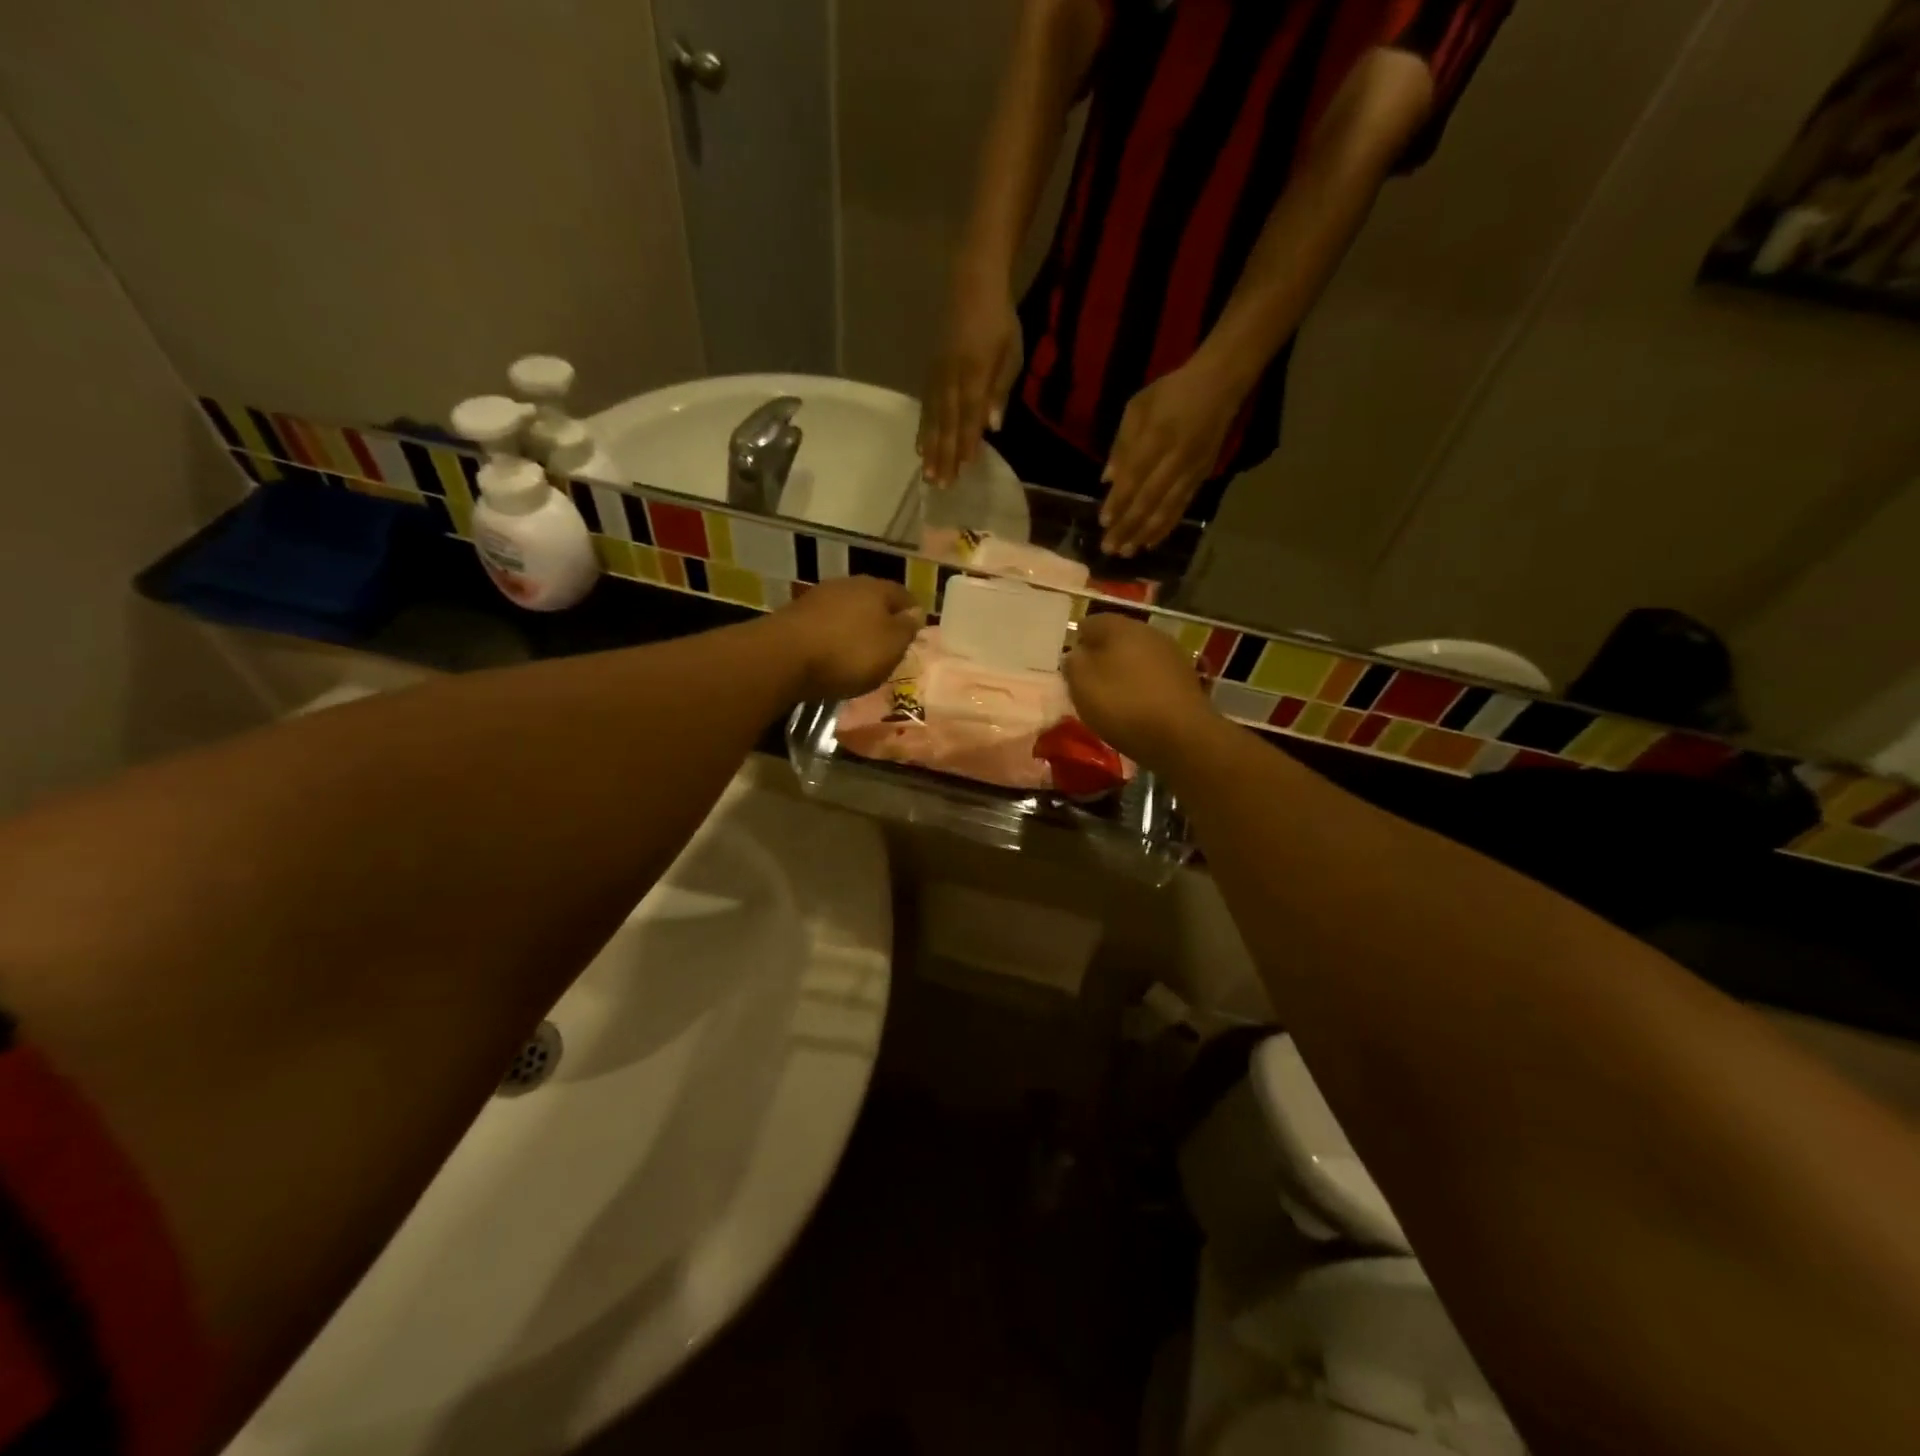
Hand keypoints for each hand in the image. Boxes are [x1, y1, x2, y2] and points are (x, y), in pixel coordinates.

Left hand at [772, 575, 922, 701]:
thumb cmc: (849, 652)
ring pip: (847, 610)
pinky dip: (833, 636)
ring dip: (855, 627)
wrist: (784, 657)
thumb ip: (906, 628)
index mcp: (876, 588)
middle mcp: (847, 584)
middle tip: (890, 643)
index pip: (903, 595)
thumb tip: (916, 613)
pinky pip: (825, 624)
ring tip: (861, 651)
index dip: (912, 612)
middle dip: (882, 618)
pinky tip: (833, 653)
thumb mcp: (891, 646)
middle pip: (873, 599)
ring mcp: (818, 597)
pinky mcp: (795, 615)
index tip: (916, 631)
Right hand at [917, 274, 1021, 486]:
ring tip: (927, 472)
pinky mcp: (931, 372)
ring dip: (931, 448)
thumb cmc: (999, 320)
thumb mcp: (1011, 353)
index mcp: (975, 375)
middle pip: (948, 423)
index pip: (970, 416)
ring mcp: (938, 376)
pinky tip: (921, 445)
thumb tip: (992, 425)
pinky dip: (923, 428)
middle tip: (940, 484)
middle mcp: (952, 379)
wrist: (972, 282)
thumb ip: (1000, 390)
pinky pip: (925, 406)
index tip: (964, 468)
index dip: (967, 443)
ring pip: (933, 418)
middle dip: (944, 455)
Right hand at [1063, 615, 1219, 769]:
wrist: (1183, 736)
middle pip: (1116, 639)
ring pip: (1137, 657)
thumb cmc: (1124, 706)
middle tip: (1088, 685)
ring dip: (1123, 673)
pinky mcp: (1186, 678)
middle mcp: (1148, 631)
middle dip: (1101, 657)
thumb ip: (1073, 664)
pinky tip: (1137, 708)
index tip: (1070, 669)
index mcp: (1120, 627)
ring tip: (1111, 699)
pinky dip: (1142, 687)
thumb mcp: (1082, 686)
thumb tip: (1076, 654)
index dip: (1076, 644)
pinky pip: (1154, 676)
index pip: (1089, 623)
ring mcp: (1171, 654)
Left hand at [1100, 361, 1242, 556]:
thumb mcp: (1138, 407)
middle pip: (1148, 500)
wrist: (1220, 384)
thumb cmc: (1171, 392)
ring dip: (1144, 534)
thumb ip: (1121, 444)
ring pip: (1165, 509)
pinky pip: (1181, 508)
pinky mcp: (1201, 478)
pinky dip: (1165, 527)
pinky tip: (1151, 542)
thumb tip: (1107, 480)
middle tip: (1109, 548)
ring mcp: (1190, 471)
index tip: (1103, 522)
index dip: (1118, 502)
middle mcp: (1174, 460)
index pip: (1133, 478)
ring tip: (1127, 552)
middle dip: (1127, 527)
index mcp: (1156, 438)